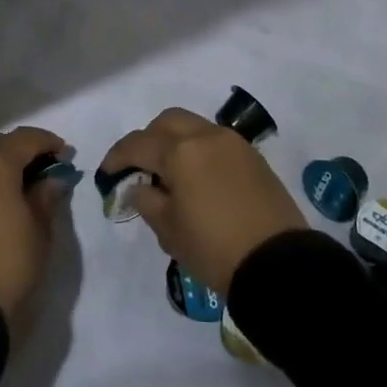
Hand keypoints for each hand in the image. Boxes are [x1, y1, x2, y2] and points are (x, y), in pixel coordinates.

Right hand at [99, 108, 305, 295]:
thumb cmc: (214, 249)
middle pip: (167, 122)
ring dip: (175, 141)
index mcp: (180, 152)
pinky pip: (216, 141)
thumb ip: (147, 201)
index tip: (107, 174)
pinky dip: (199, 150)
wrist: (279, 264)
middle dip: (148, 139)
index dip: (117, 157)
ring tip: (170, 174)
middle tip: (140, 167)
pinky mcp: (253, 157)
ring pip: (194, 126)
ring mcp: (233, 144)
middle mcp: (206, 137)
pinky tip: (197, 179)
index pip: (138, 144)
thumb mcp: (170, 231)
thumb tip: (138, 186)